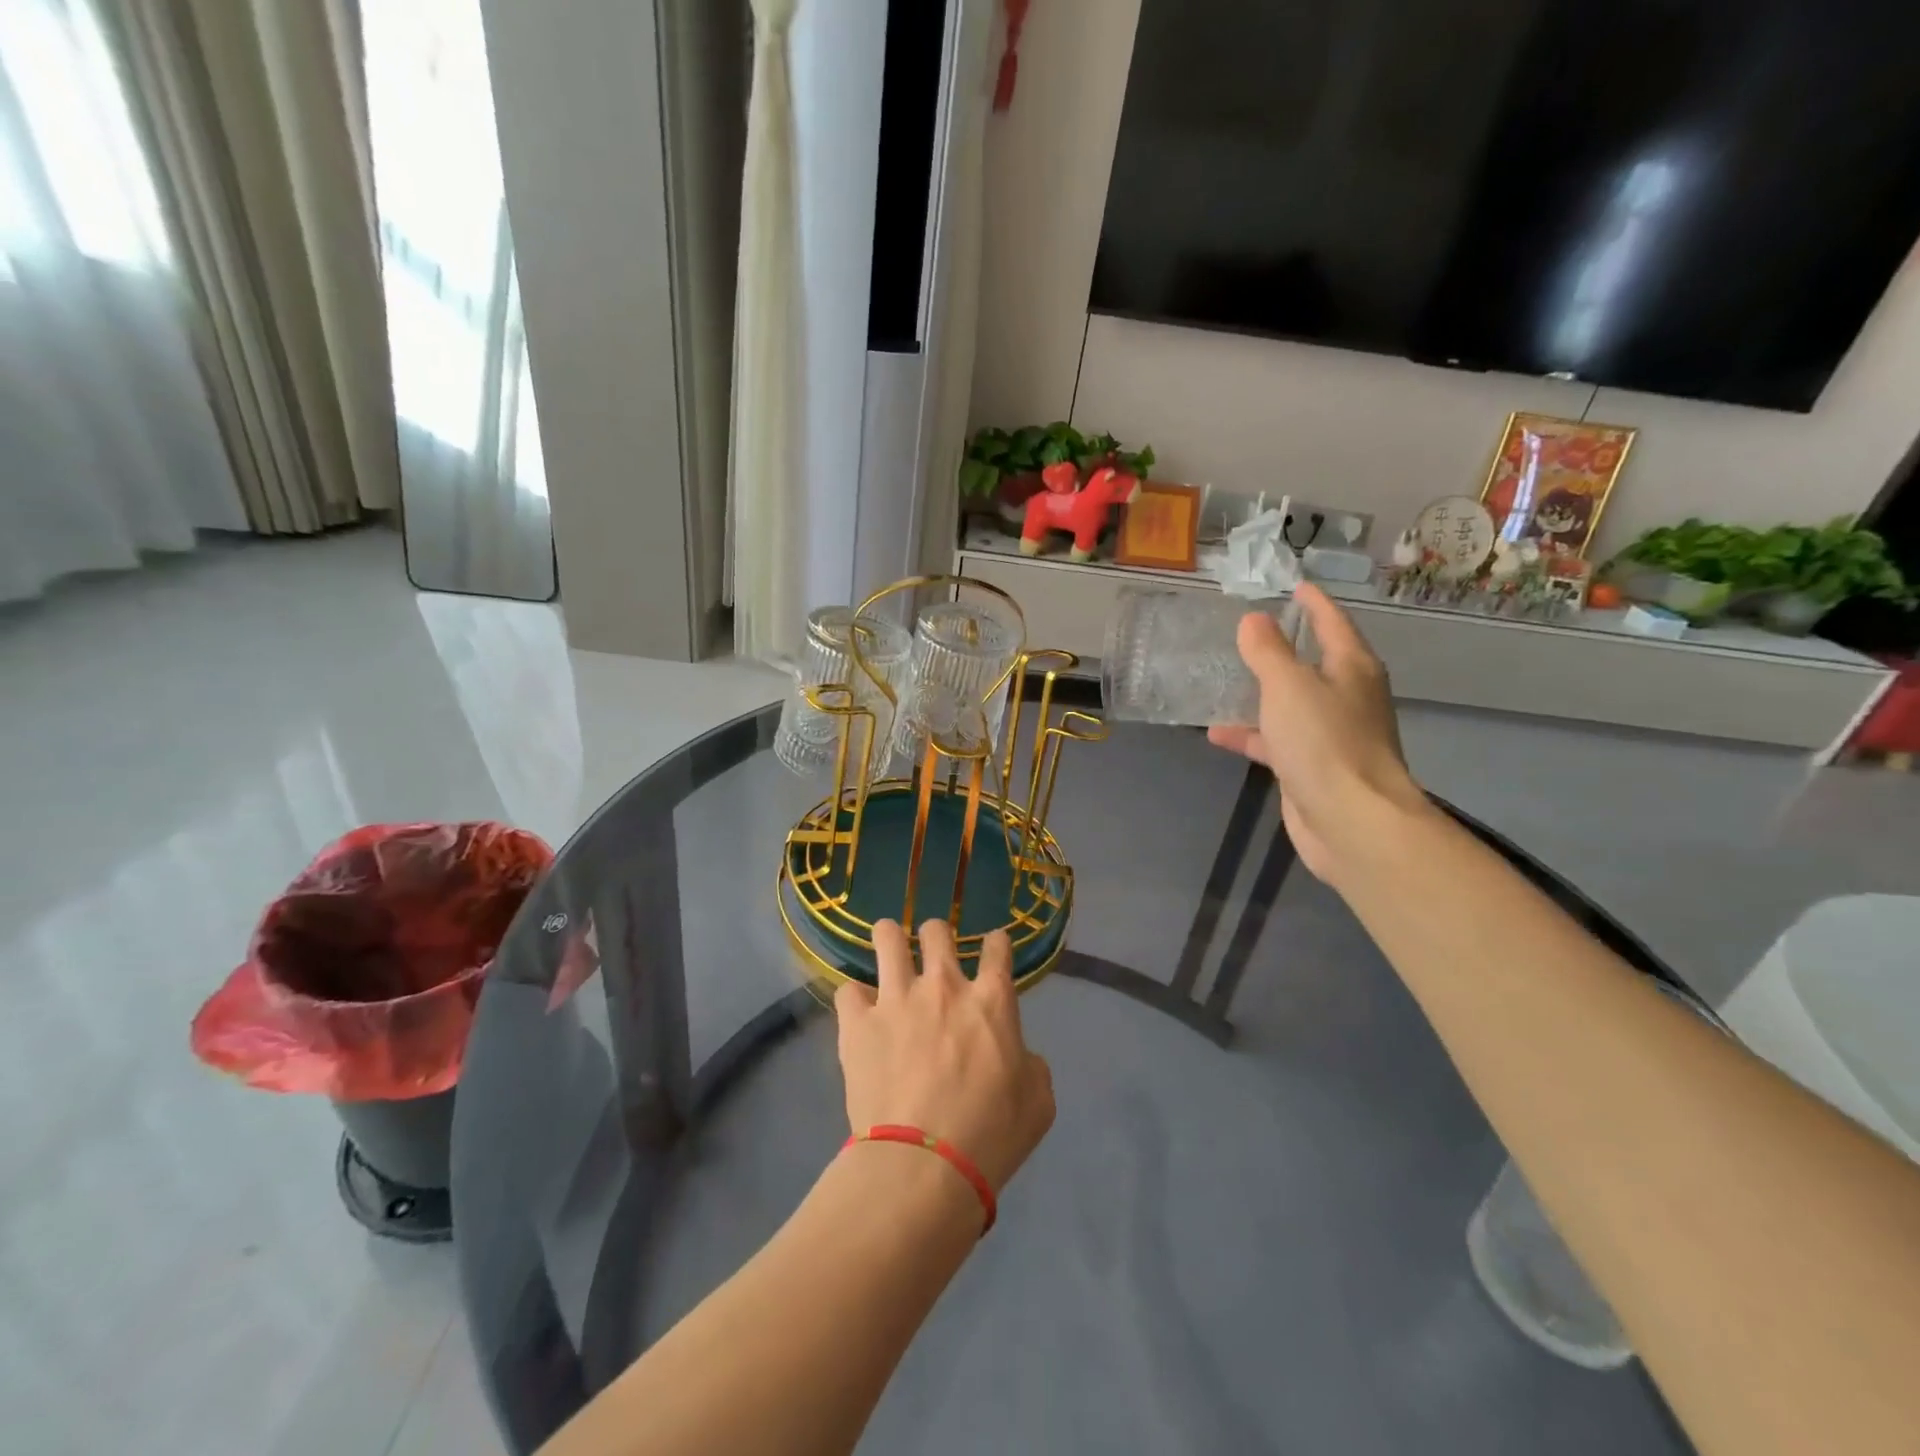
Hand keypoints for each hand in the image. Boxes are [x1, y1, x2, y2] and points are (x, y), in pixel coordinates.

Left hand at [834, 920, 1054, 1194]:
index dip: (996, 943)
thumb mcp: (1037, 1103)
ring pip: (888, 938)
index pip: (997, 948)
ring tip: (888, 948)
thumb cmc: (991, 1136)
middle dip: (936, 935)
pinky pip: (848, 990)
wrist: (924, 1165)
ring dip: (890, 939)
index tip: (993, 948)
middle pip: (937, 931)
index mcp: (991, 1001)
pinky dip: (855, 999)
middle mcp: (944, 986)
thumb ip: (1032, 1066)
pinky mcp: (858, 1022)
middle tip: (934, 954)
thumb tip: (1019, 1056)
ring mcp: (897, 999)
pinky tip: (859, 1012)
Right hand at [1207, 583, 1428, 883]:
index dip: (1313, 602)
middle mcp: (1347, 697)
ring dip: (1262, 692)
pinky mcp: (1312, 768)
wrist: (1351, 820)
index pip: (1333, 622)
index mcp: (1352, 668)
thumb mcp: (1289, 686)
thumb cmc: (1325, 742)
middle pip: (1315, 662)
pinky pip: (1277, 740)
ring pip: (1292, 703)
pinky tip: (1217, 733)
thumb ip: (1268, 651)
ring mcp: (1331, 735)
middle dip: (1286, 647)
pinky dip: (1251, 735)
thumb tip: (1253, 619)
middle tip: (1251, 629)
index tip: (1294, 584)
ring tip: (1225, 679)